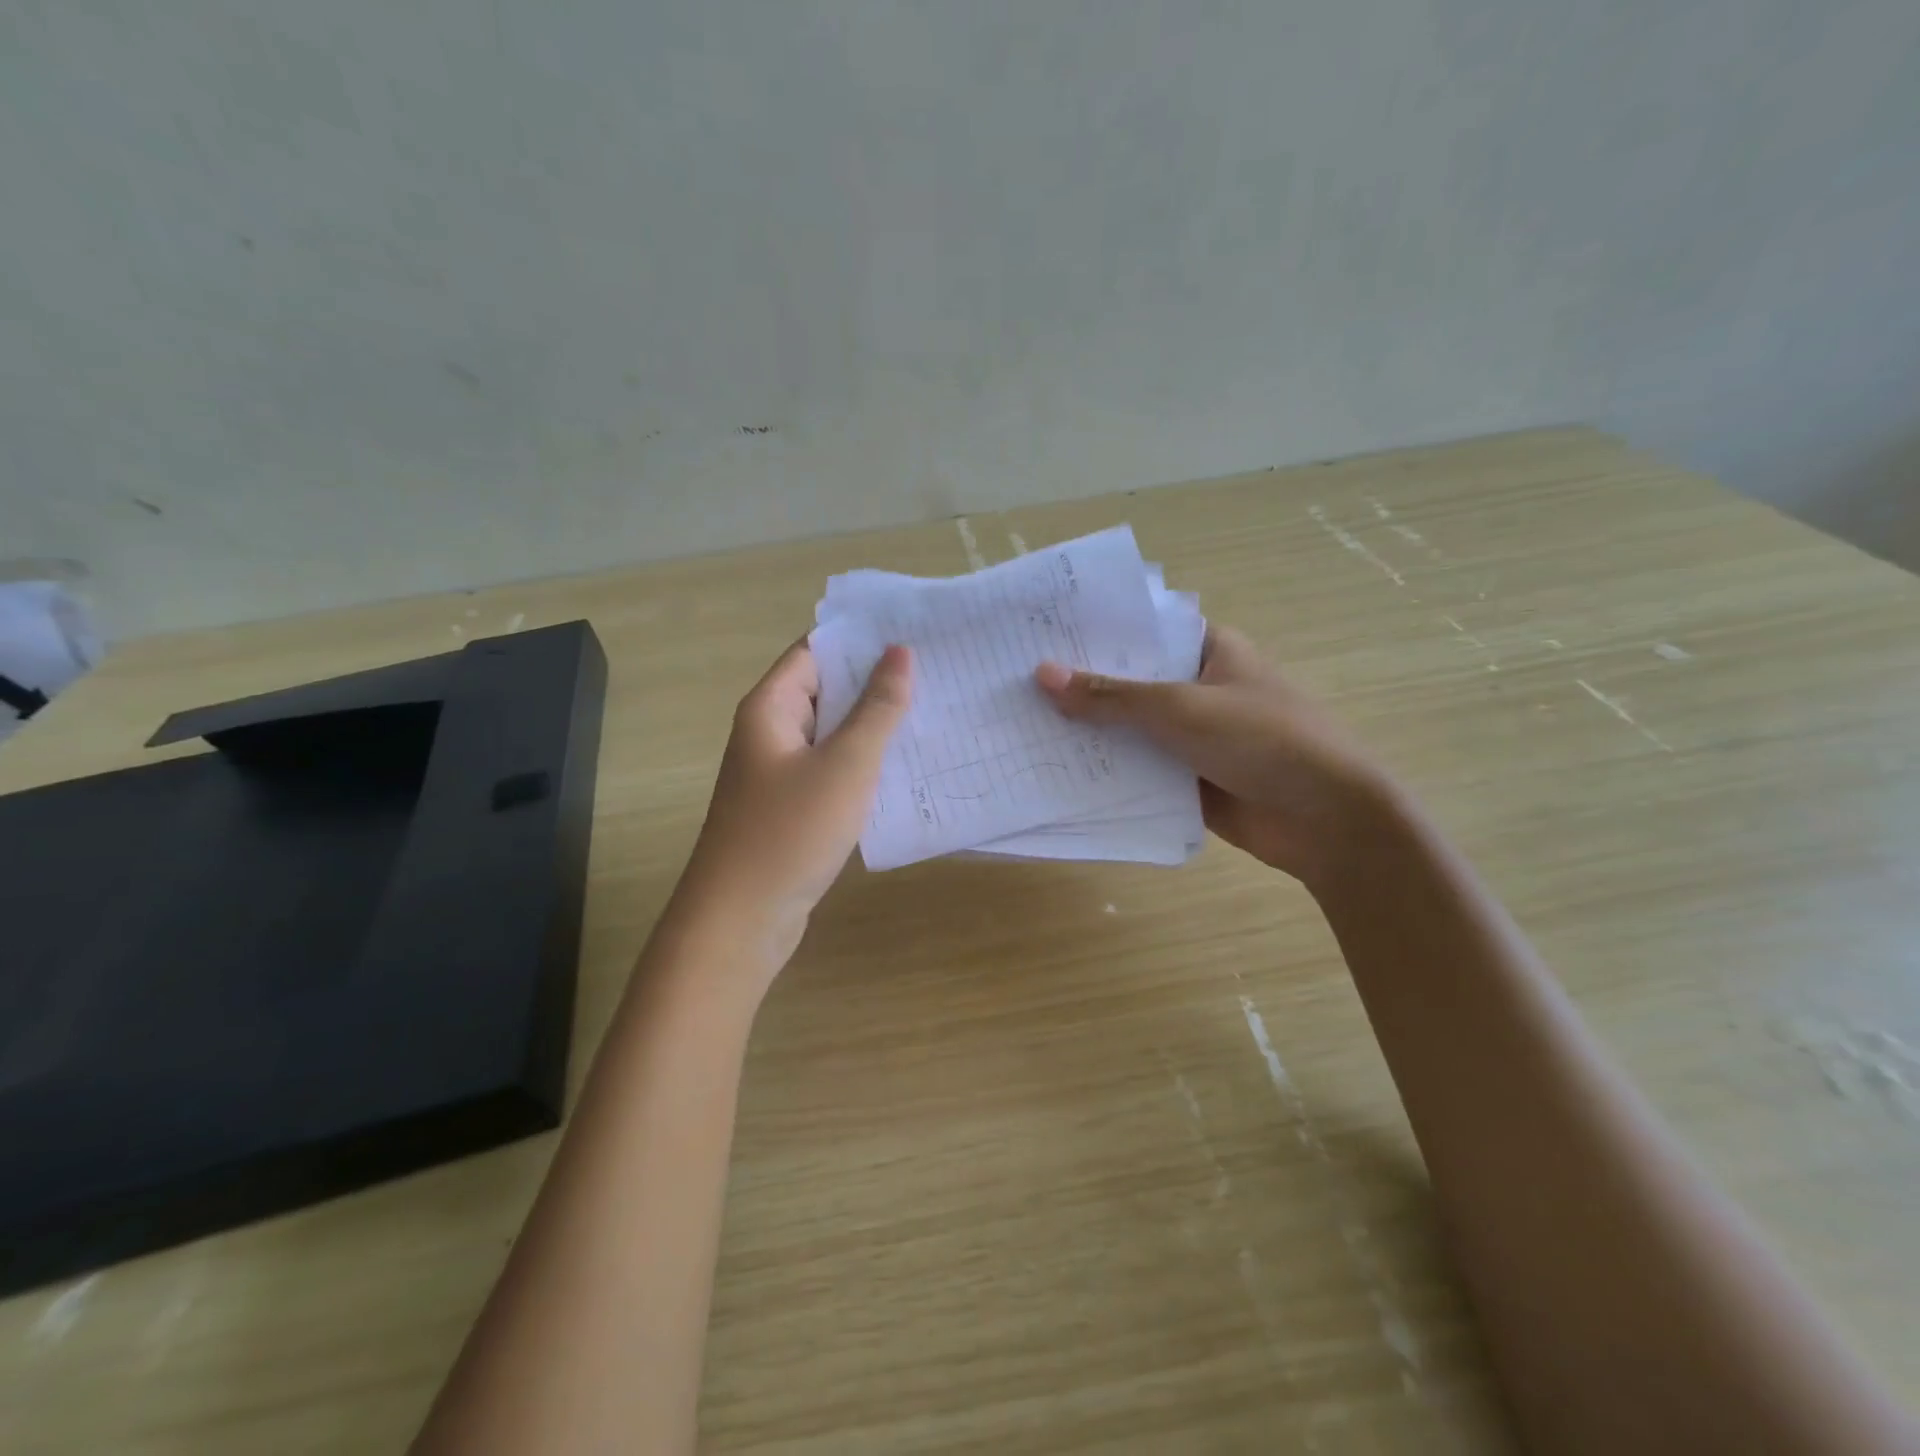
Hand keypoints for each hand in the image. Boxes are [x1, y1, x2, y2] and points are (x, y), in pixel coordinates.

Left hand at [677, 639, 911, 974]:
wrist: (741, 920)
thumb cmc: (790, 832)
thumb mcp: (845, 764)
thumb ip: (877, 708)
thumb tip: (900, 652)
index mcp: (771, 708)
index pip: (816, 651)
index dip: (861, 639)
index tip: (914, 632)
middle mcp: (770, 732)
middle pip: (826, 690)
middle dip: (876, 681)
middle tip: (938, 670)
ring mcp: (780, 773)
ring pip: (833, 734)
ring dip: (874, 725)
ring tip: (934, 711)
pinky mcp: (792, 808)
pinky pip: (832, 770)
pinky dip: (864, 764)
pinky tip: (906, 767)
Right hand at [1035, 625, 1388, 887]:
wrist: (1327, 821)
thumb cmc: (1263, 740)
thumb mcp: (1181, 708)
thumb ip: (1111, 696)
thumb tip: (1043, 674)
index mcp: (1209, 650)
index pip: (1141, 632)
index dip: (1093, 633)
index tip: (1038, 634)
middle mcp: (1198, 688)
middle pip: (1130, 682)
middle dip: (1080, 687)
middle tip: (1014, 683)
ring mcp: (1193, 736)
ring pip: (1130, 729)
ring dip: (1089, 733)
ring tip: (1021, 726)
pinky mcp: (1188, 779)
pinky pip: (1138, 770)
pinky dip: (1107, 772)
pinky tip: (1056, 772)